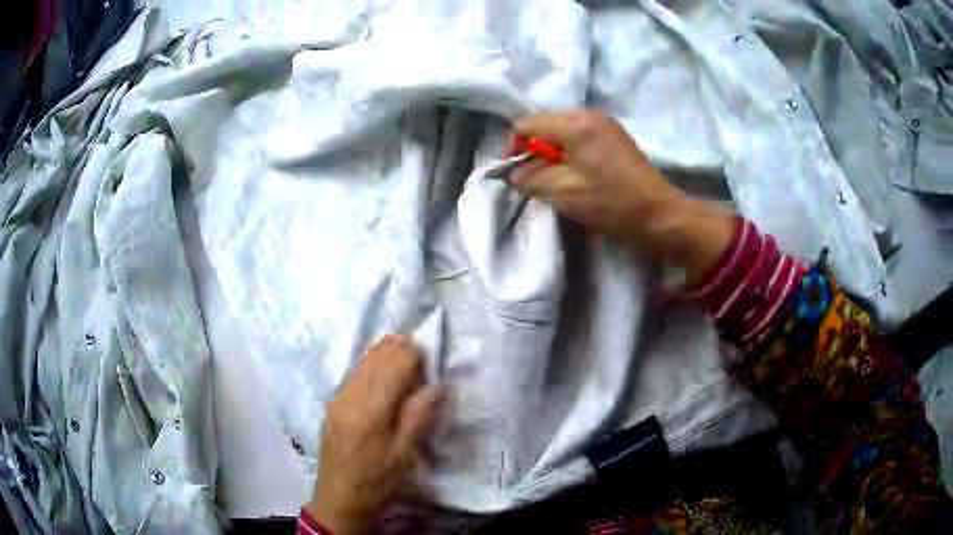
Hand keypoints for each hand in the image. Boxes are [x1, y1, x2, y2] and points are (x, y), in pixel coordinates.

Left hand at [306, 335, 441, 533]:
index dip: (411, 354)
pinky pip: (353, 375)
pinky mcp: (332, 406)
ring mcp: (338, 399)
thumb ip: (418, 416)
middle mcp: (351, 397)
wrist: (338, 498)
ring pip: (361, 364)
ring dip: (381, 353)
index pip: (393, 367)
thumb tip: (436, 385)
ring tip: (399, 346)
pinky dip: (369, 365)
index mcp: (372, 411)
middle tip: (414, 341)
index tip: (426, 350)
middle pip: (374, 360)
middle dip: (395, 347)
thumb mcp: (404, 454)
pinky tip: (378, 367)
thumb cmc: (376, 481)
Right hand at [509, 111, 734, 285]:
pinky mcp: (616, 137)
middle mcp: (590, 115)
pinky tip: (579, 176)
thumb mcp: (563, 193)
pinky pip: (580, 138)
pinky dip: (571, 154)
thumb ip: (530, 179)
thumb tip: (513, 173)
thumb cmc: (612, 203)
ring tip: (559, 181)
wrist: (660, 215)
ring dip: (553, 155)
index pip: (527, 124)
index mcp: (575, 123)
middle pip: (545, 125)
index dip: (514, 148)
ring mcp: (606, 124)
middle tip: (538, 181)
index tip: (516, 175)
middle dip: (535, 152)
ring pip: (563, 132)